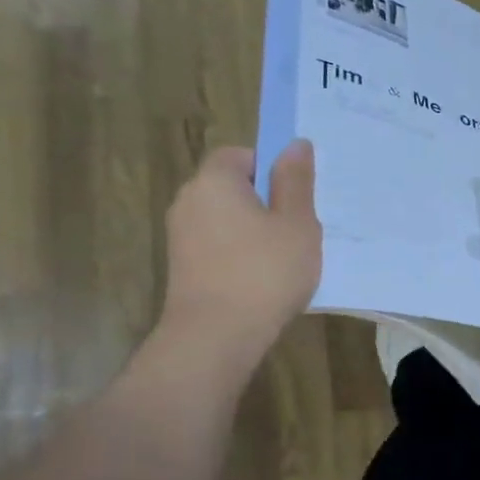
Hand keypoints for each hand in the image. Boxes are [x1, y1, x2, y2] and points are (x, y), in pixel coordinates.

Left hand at [159, 141, 321, 361]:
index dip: (269, 167)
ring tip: (285, 256)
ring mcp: (180, 236)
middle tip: (299, 225)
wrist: (216, 336)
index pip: (238, 154)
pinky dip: (240, 252)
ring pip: (226, 218)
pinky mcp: (182, 266)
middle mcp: (188, 201)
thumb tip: (295, 144)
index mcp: (214, 182)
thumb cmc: (265, 271)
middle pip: (231, 186)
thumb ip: (295, 181)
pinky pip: (218, 244)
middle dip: (264, 200)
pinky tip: (264, 277)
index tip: (295, 195)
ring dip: (254, 229)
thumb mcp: (297, 223)